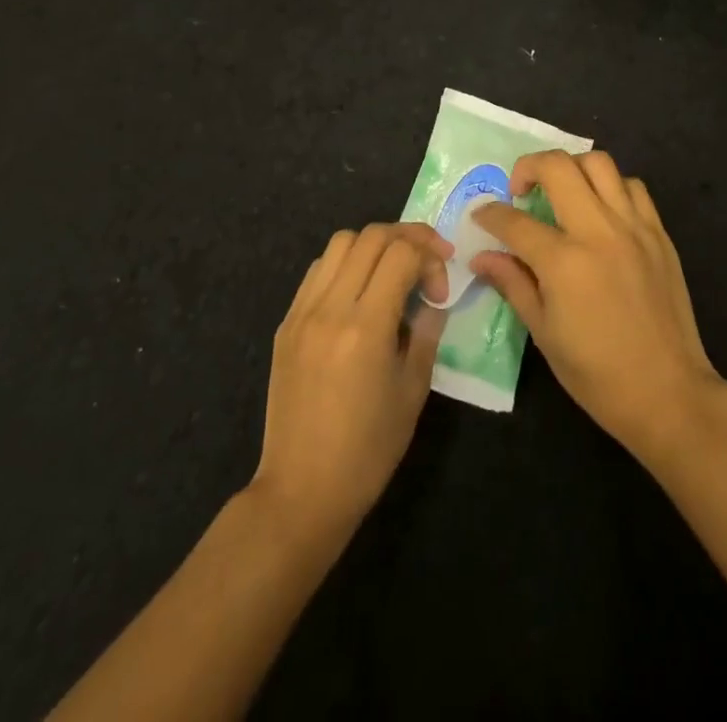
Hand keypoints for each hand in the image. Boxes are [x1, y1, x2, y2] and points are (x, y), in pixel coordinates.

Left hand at [251, 224, 450, 537]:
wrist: (302, 491)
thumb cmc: (368, 450)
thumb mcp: (413, 390)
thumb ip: (426, 331)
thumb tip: (432, 297)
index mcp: (365, 326)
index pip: (401, 253)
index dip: (430, 257)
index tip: (440, 288)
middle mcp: (330, 308)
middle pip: (371, 236)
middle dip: (408, 238)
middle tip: (428, 261)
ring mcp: (302, 313)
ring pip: (340, 243)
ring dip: (374, 245)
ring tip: (392, 271)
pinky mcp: (286, 324)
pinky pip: (318, 271)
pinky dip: (345, 264)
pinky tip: (359, 292)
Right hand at [471, 152, 726, 464]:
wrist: (668, 392)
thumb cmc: (597, 374)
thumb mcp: (544, 334)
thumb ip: (513, 284)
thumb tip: (482, 256)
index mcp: (564, 262)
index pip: (514, 221)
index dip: (490, 215)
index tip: (481, 216)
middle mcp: (598, 231)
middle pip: (557, 167)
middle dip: (527, 167)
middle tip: (520, 191)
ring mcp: (633, 227)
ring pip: (599, 163)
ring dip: (572, 168)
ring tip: (562, 192)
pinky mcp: (659, 232)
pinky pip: (633, 186)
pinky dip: (611, 186)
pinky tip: (602, 210)